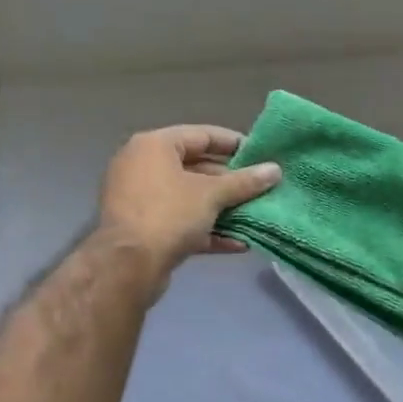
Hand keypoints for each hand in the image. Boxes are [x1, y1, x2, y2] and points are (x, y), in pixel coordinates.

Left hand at [98, 125, 280, 281]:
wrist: (127, 267)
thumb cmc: (169, 214)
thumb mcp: (212, 194)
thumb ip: (245, 181)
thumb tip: (275, 170)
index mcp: (154, 146)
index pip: (201, 135)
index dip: (234, 143)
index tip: (261, 154)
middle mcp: (142, 166)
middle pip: (196, 167)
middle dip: (231, 181)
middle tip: (261, 187)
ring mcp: (140, 199)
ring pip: (190, 197)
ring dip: (222, 208)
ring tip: (255, 213)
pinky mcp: (143, 229)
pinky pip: (181, 221)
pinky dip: (207, 229)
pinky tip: (238, 242)